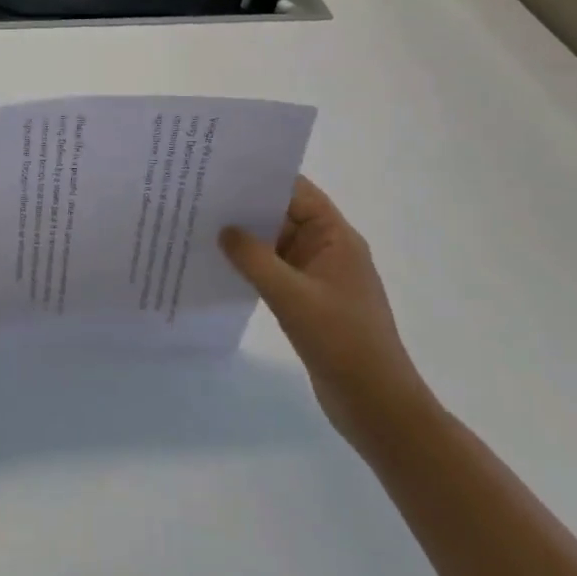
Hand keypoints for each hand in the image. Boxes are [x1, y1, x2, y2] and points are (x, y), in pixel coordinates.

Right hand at [220, 177, 433, 450]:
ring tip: (201, 225)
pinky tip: (220, 264)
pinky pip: (275, 270)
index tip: (221, 169)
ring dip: (246, 238)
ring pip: (276, 244)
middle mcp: (328, 249)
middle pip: (283, 214)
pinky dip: (251, 265)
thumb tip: (224, 230)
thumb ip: (254, 259)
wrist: (377, 407)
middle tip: (199, 195)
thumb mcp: (293, 297)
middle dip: (246, 206)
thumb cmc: (342, 342)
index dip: (262, 177)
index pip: (297, 192)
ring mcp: (319, 276)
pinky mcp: (309, 301)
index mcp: (336, 237)